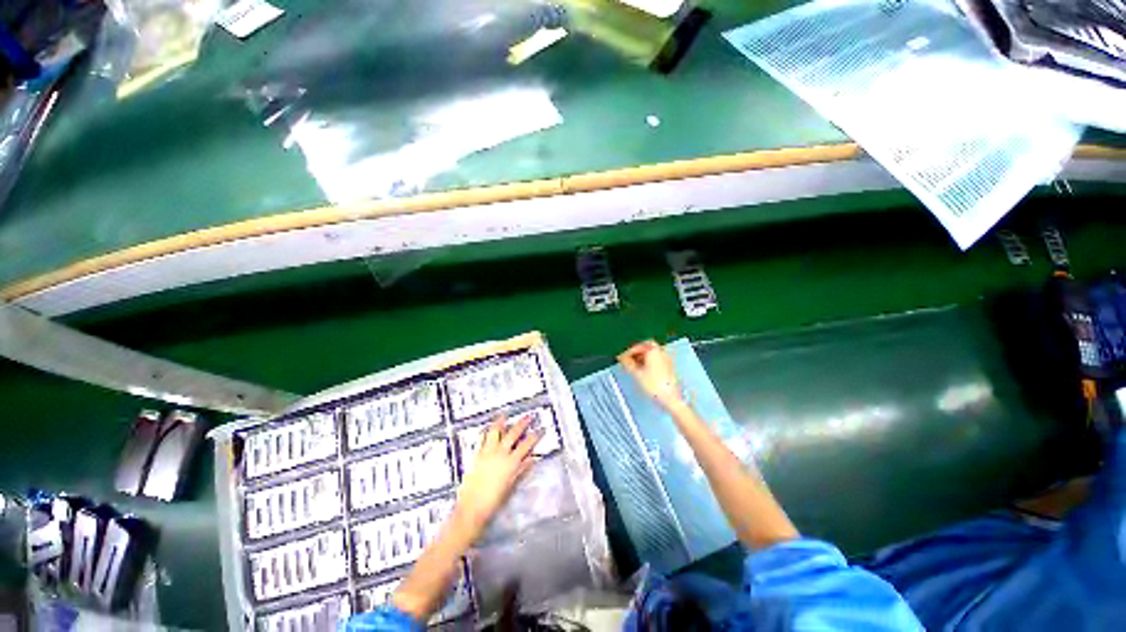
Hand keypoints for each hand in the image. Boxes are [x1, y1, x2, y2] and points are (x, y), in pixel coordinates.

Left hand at [454, 414, 540, 536]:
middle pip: (513, 433)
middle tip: (528, 416)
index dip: (535, 436)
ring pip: (495, 432)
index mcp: (511, 462)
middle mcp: (500, 453)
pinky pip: (481, 439)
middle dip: (522, 423)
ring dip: (501, 422)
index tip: (540, 429)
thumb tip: (532, 458)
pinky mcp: (476, 455)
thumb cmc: (494, 501)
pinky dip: (485, 432)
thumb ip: (522, 470)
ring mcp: (487, 452)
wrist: (471, 509)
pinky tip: (486, 428)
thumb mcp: (512, 486)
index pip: (526, 445)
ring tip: (504, 415)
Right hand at [618, 341, 683, 409]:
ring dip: (642, 357)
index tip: (622, 358)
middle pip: (645, 347)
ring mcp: (666, 359)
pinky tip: (644, 370)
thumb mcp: (636, 374)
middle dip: (636, 353)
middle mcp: (661, 352)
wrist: (670, 398)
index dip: (627, 353)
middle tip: (628, 359)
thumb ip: (627, 363)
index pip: (637, 347)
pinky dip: (648, 361)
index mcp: (653, 350)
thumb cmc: (655, 386)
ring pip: (651, 353)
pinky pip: (656, 359)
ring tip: (634, 366)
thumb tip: (622, 358)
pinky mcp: (669, 366)